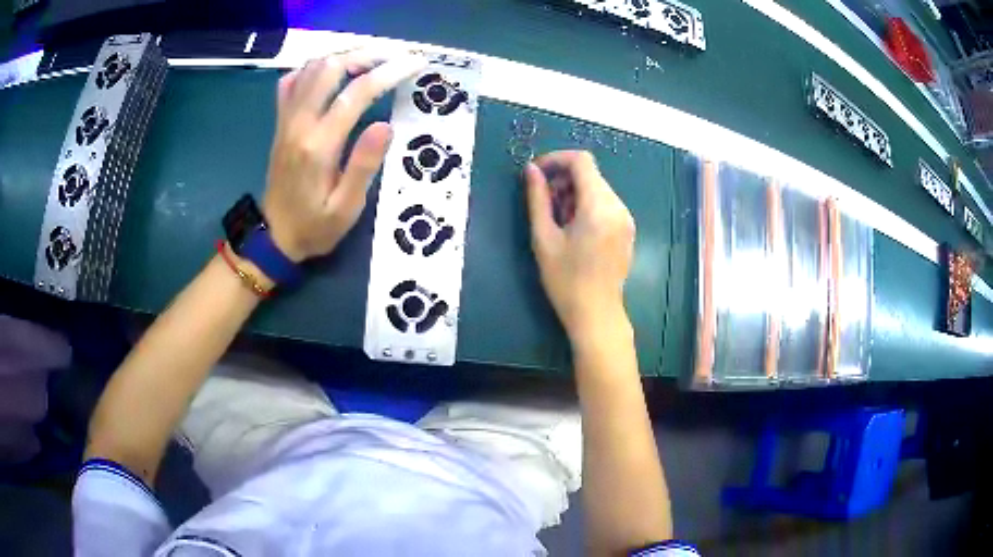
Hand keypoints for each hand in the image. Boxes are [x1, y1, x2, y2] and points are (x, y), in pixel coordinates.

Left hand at [263, 49, 426, 261]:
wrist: (274, 237)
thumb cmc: (315, 227)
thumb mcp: (346, 208)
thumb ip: (363, 165)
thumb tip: (386, 125)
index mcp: (319, 145)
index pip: (356, 92)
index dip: (389, 72)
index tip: (415, 64)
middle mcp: (299, 123)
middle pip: (330, 67)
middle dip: (366, 54)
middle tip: (395, 57)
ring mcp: (286, 120)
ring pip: (310, 68)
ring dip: (343, 56)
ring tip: (372, 59)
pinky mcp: (280, 122)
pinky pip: (292, 81)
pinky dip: (315, 68)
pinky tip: (333, 73)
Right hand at [524, 151, 635, 343]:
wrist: (596, 315)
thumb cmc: (565, 281)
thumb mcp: (544, 238)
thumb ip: (537, 199)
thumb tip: (531, 170)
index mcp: (598, 206)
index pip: (581, 161)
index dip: (555, 159)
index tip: (536, 174)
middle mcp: (618, 206)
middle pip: (590, 174)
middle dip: (563, 180)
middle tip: (544, 205)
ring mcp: (626, 218)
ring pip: (597, 187)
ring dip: (574, 193)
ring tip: (557, 221)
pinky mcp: (627, 229)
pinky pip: (606, 203)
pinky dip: (587, 205)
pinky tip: (574, 230)